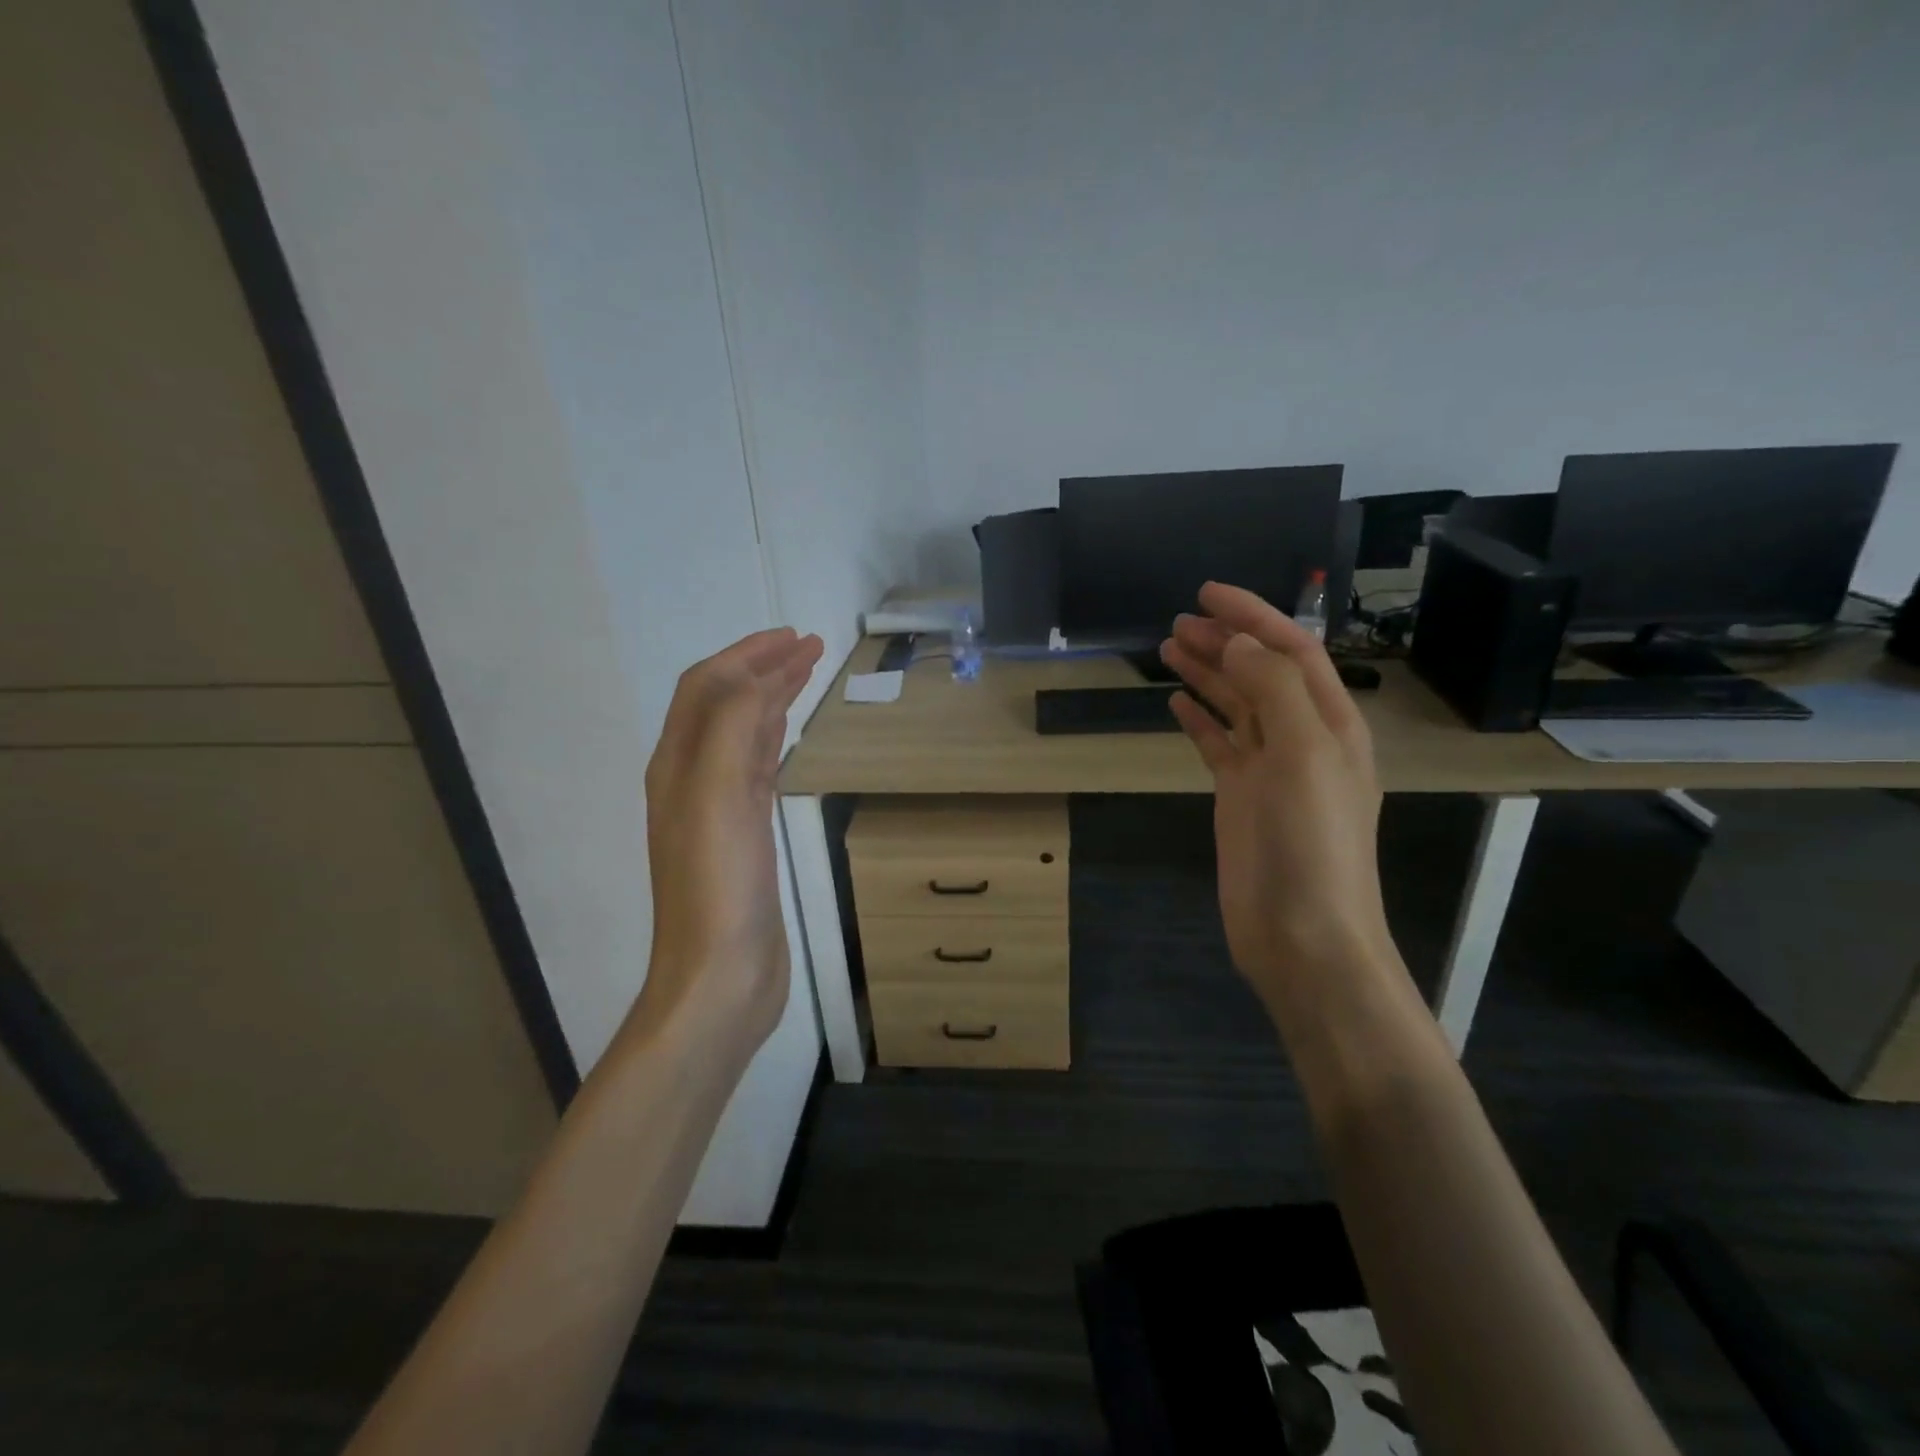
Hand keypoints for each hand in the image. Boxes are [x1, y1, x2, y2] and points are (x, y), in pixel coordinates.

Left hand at [635, 627, 823, 1055]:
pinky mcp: (743, 837)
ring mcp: (717, 810)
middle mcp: (691, 779)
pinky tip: (788, 736)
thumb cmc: (718, 885)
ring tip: (805, 677)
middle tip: (810, 648)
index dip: (747, 655)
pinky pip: (757, 771)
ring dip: (771, 700)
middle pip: (724, 705)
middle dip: (763, 670)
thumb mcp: (718, 794)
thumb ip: (731, 727)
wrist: (720, 976)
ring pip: (742, 736)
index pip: (708, 687)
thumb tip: (754, 678)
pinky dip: (774, 740)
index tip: (795, 637)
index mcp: (678, 764)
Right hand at [1159, 583, 1395, 1024]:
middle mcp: (1302, 738)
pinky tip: (1175, 705)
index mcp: (1330, 722)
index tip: (1207, 594)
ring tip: (1168, 649)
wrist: (1303, 933)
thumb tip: (1237, 642)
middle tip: (1177, 621)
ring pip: (1236, 705)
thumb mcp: (1303, 753)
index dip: (1253, 617)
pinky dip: (1198, 720)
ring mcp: (1269, 769)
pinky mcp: (1241, 797)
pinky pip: (1218, 745)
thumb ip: (1272, 689)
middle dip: (1223, 641)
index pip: (1291, 650)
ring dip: (1206, 674)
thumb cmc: (1311, 842)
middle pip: (1259, 672)